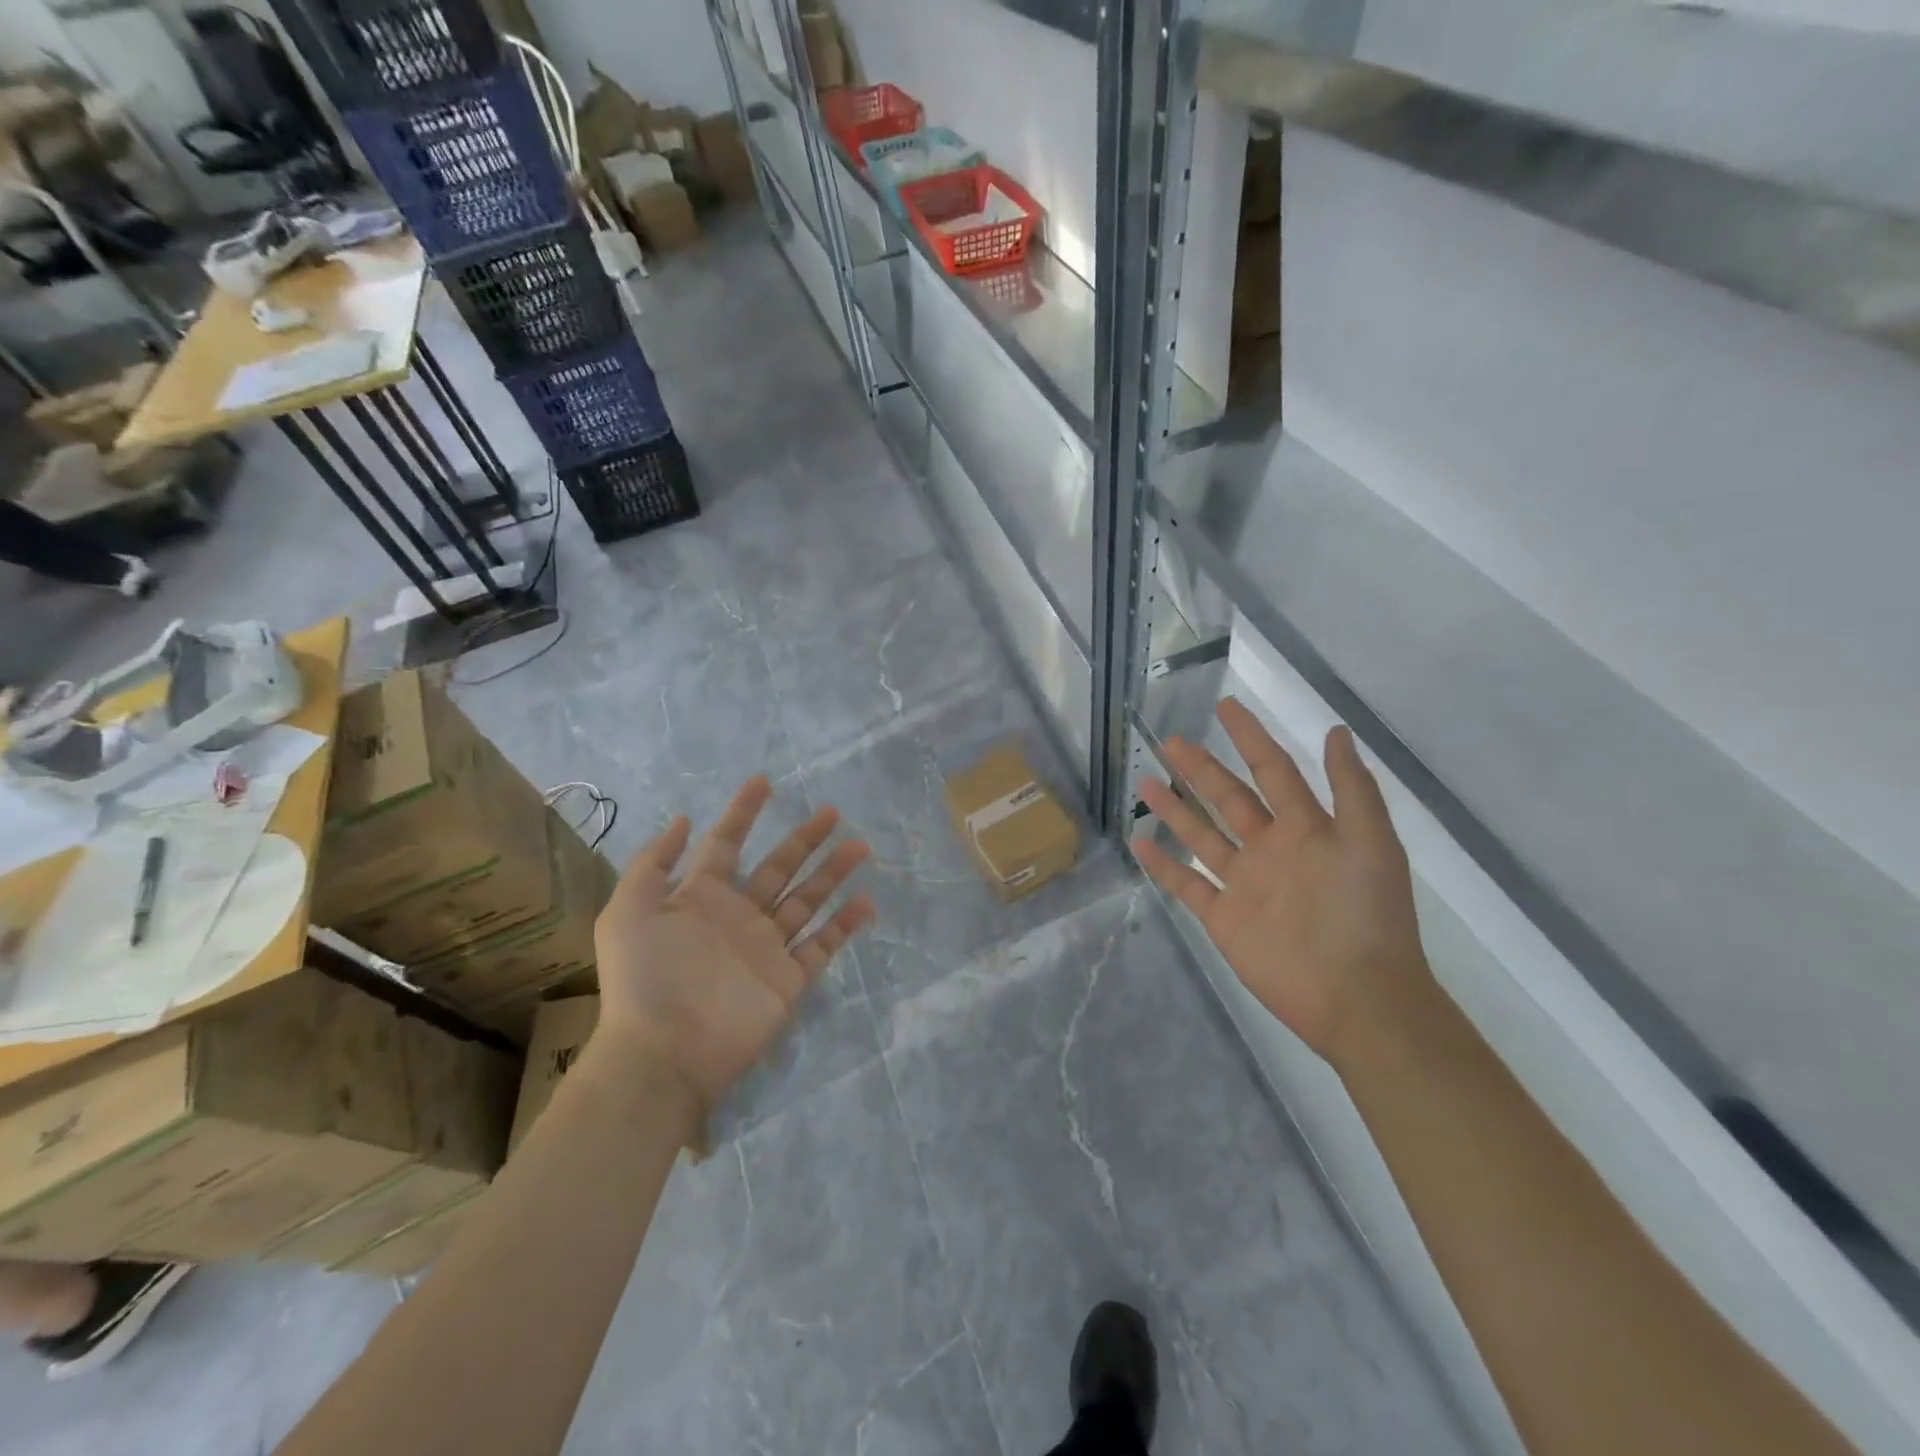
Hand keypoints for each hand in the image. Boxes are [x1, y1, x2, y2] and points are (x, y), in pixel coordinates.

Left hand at [591, 776, 875, 1111]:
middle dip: (804, 839)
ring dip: (833, 873)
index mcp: (701, 897)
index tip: (763, 782)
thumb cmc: (644, 978)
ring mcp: (766, 947)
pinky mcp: (788, 978)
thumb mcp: (627, 911)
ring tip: (860, 846)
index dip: (743, 812)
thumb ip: (653, 864)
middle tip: (833, 812)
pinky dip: (844, 925)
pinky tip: (866, 902)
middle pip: (778, 867)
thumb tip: (684, 819)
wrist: (663, 1053)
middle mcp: (738, 916)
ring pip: (807, 900)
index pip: (727, 844)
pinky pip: (821, 945)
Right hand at [1133, 699, 1429, 1067]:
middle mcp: (1271, 848)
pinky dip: (1163, 865)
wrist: (1358, 997)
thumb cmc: (1367, 916)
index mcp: (1306, 828)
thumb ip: (1352, 789)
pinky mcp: (1224, 918)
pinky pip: (1187, 885)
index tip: (1226, 706)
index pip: (1272, 770)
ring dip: (1175, 809)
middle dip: (1201, 769)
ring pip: (1202, 836)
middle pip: (1228, 799)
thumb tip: (1335, 732)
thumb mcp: (1371, 843)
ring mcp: (1244, 883)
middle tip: (1172, 742)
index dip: (1251, 737)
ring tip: (1145, 781)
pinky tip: (1139, 843)